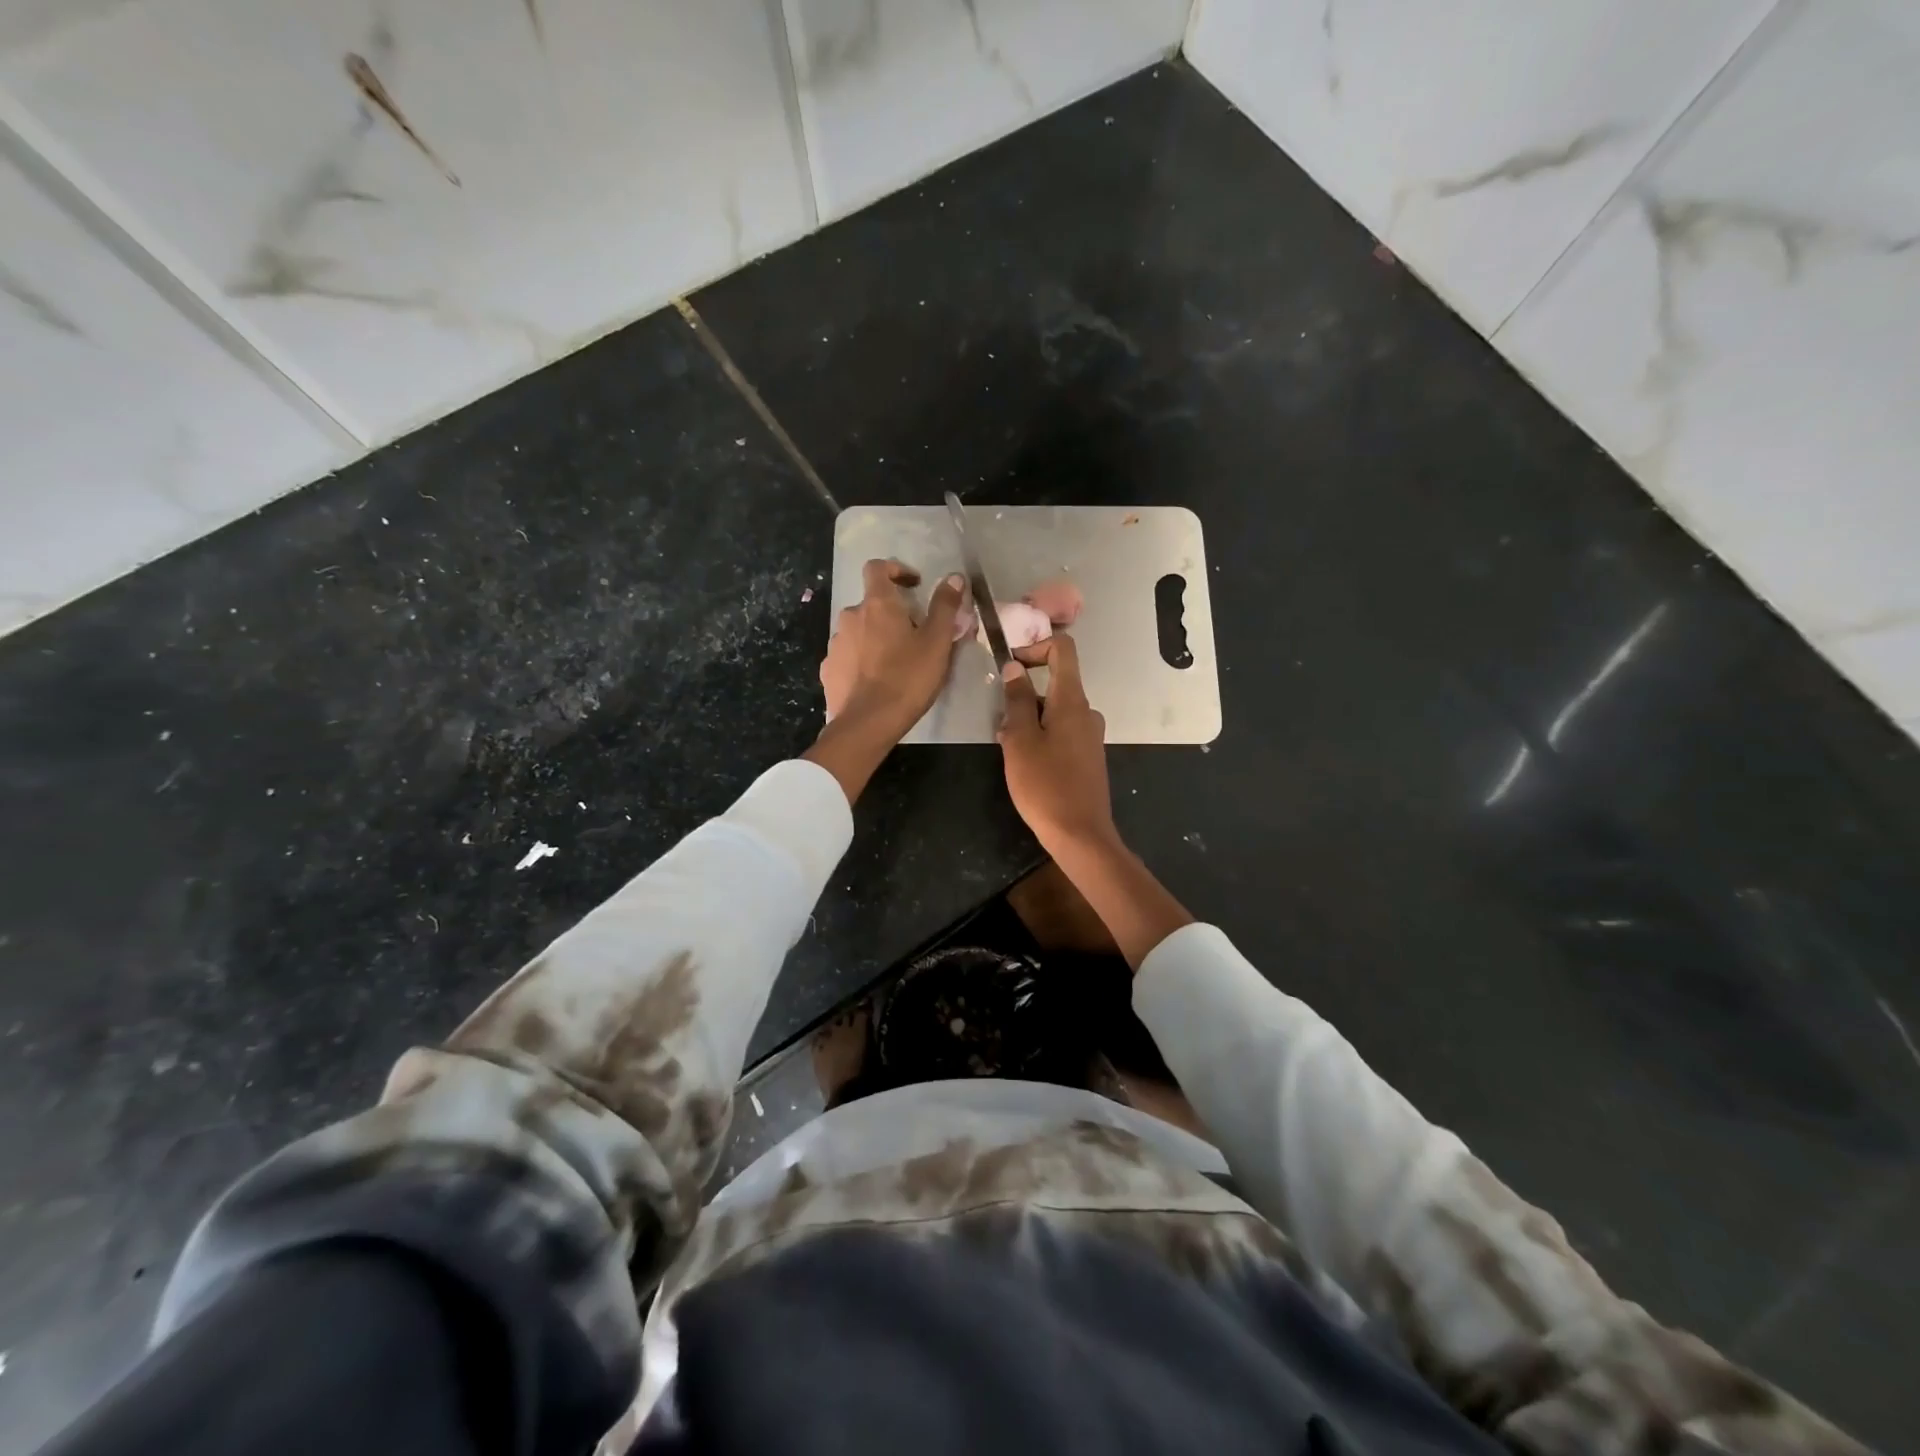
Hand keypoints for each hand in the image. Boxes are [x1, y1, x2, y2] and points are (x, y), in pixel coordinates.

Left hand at [820, 559, 964, 736]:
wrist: (867, 723)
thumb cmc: (908, 678)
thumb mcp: (937, 643)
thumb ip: (945, 606)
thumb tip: (954, 577)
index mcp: (877, 605)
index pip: (877, 568)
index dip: (895, 570)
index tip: (913, 585)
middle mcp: (850, 617)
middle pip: (870, 604)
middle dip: (890, 613)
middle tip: (913, 635)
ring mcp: (835, 644)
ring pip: (858, 631)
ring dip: (874, 638)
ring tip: (894, 662)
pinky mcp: (828, 670)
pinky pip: (847, 656)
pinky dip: (860, 660)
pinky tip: (874, 681)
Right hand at [997, 634, 1115, 853]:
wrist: (1080, 835)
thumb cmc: (1045, 785)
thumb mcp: (1020, 740)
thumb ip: (1017, 701)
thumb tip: (1015, 668)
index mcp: (1072, 701)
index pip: (1063, 650)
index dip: (1035, 647)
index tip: (1010, 666)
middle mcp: (1086, 712)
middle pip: (1054, 683)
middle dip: (1023, 695)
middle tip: (1000, 723)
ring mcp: (1089, 735)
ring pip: (1053, 711)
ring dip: (1028, 719)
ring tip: (1007, 748)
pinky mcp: (1087, 756)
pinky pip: (1061, 732)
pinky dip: (1040, 736)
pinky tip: (1024, 763)